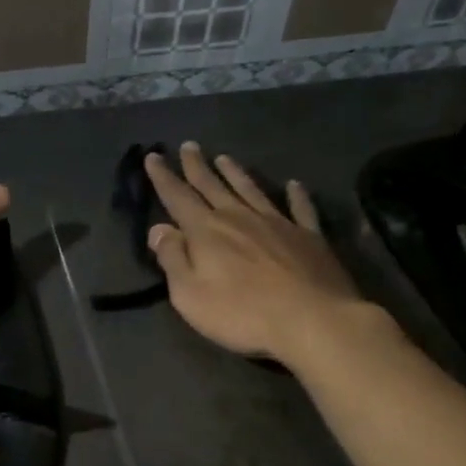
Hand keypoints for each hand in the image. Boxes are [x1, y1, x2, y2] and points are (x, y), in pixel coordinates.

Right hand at [144, 143, 364, 365]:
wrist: (311, 320)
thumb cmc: (242, 313)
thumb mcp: (190, 295)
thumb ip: (173, 259)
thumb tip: (159, 229)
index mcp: (207, 231)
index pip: (178, 197)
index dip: (164, 177)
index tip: (153, 156)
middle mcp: (239, 217)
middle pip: (213, 186)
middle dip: (197, 166)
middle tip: (189, 146)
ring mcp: (277, 223)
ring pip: (251, 190)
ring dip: (235, 173)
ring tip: (224, 157)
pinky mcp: (309, 236)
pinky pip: (300, 208)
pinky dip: (296, 195)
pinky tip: (294, 184)